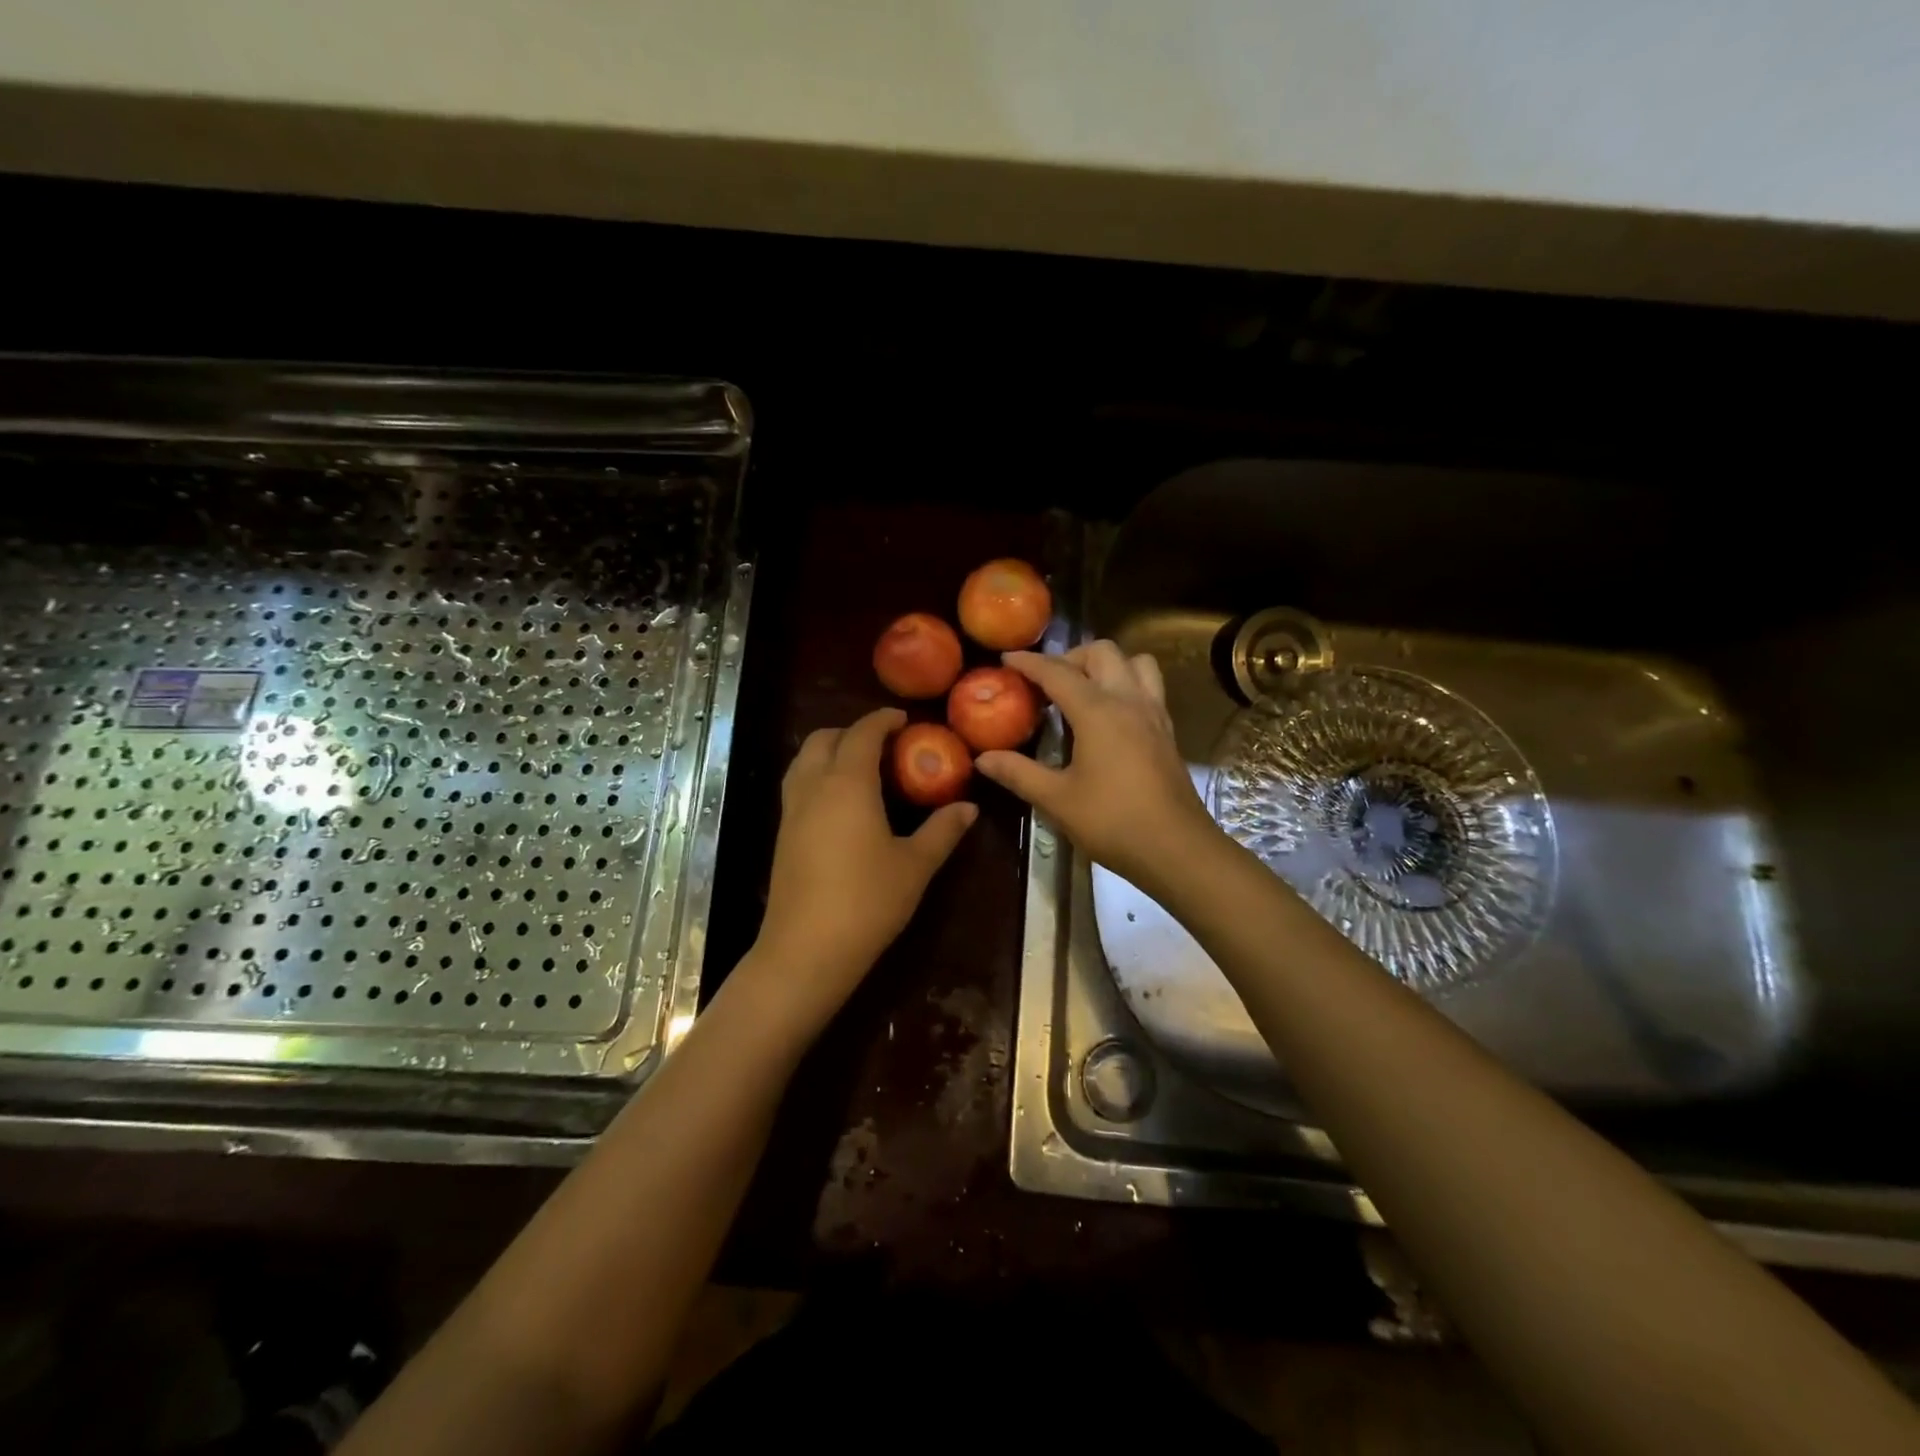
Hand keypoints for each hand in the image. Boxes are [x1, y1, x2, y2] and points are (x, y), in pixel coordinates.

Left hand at [746, 708, 976, 1029]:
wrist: (806, 949)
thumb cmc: (867, 901)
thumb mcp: (915, 865)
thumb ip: (942, 830)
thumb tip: (968, 807)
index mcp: (848, 783)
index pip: (863, 733)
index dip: (883, 720)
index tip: (904, 719)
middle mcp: (814, 786)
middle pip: (825, 738)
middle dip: (852, 731)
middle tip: (884, 744)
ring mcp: (792, 810)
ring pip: (804, 759)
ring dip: (830, 750)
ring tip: (862, 768)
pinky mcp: (782, 833)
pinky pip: (798, 784)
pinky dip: (818, 774)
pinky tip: (841, 802)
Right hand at [975, 642, 1219, 891]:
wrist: (1177, 849)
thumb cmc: (1112, 822)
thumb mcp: (1056, 799)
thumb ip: (1018, 773)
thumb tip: (983, 759)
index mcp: (1098, 711)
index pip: (1057, 672)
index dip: (1030, 662)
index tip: (1006, 658)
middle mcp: (1129, 700)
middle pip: (1102, 652)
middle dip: (1070, 657)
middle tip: (1047, 682)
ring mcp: (1154, 713)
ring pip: (1135, 662)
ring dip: (1107, 665)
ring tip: (1083, 689)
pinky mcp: (1167, 731)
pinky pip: (1149, 686)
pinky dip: (1126, 684)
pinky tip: (1110, 715)